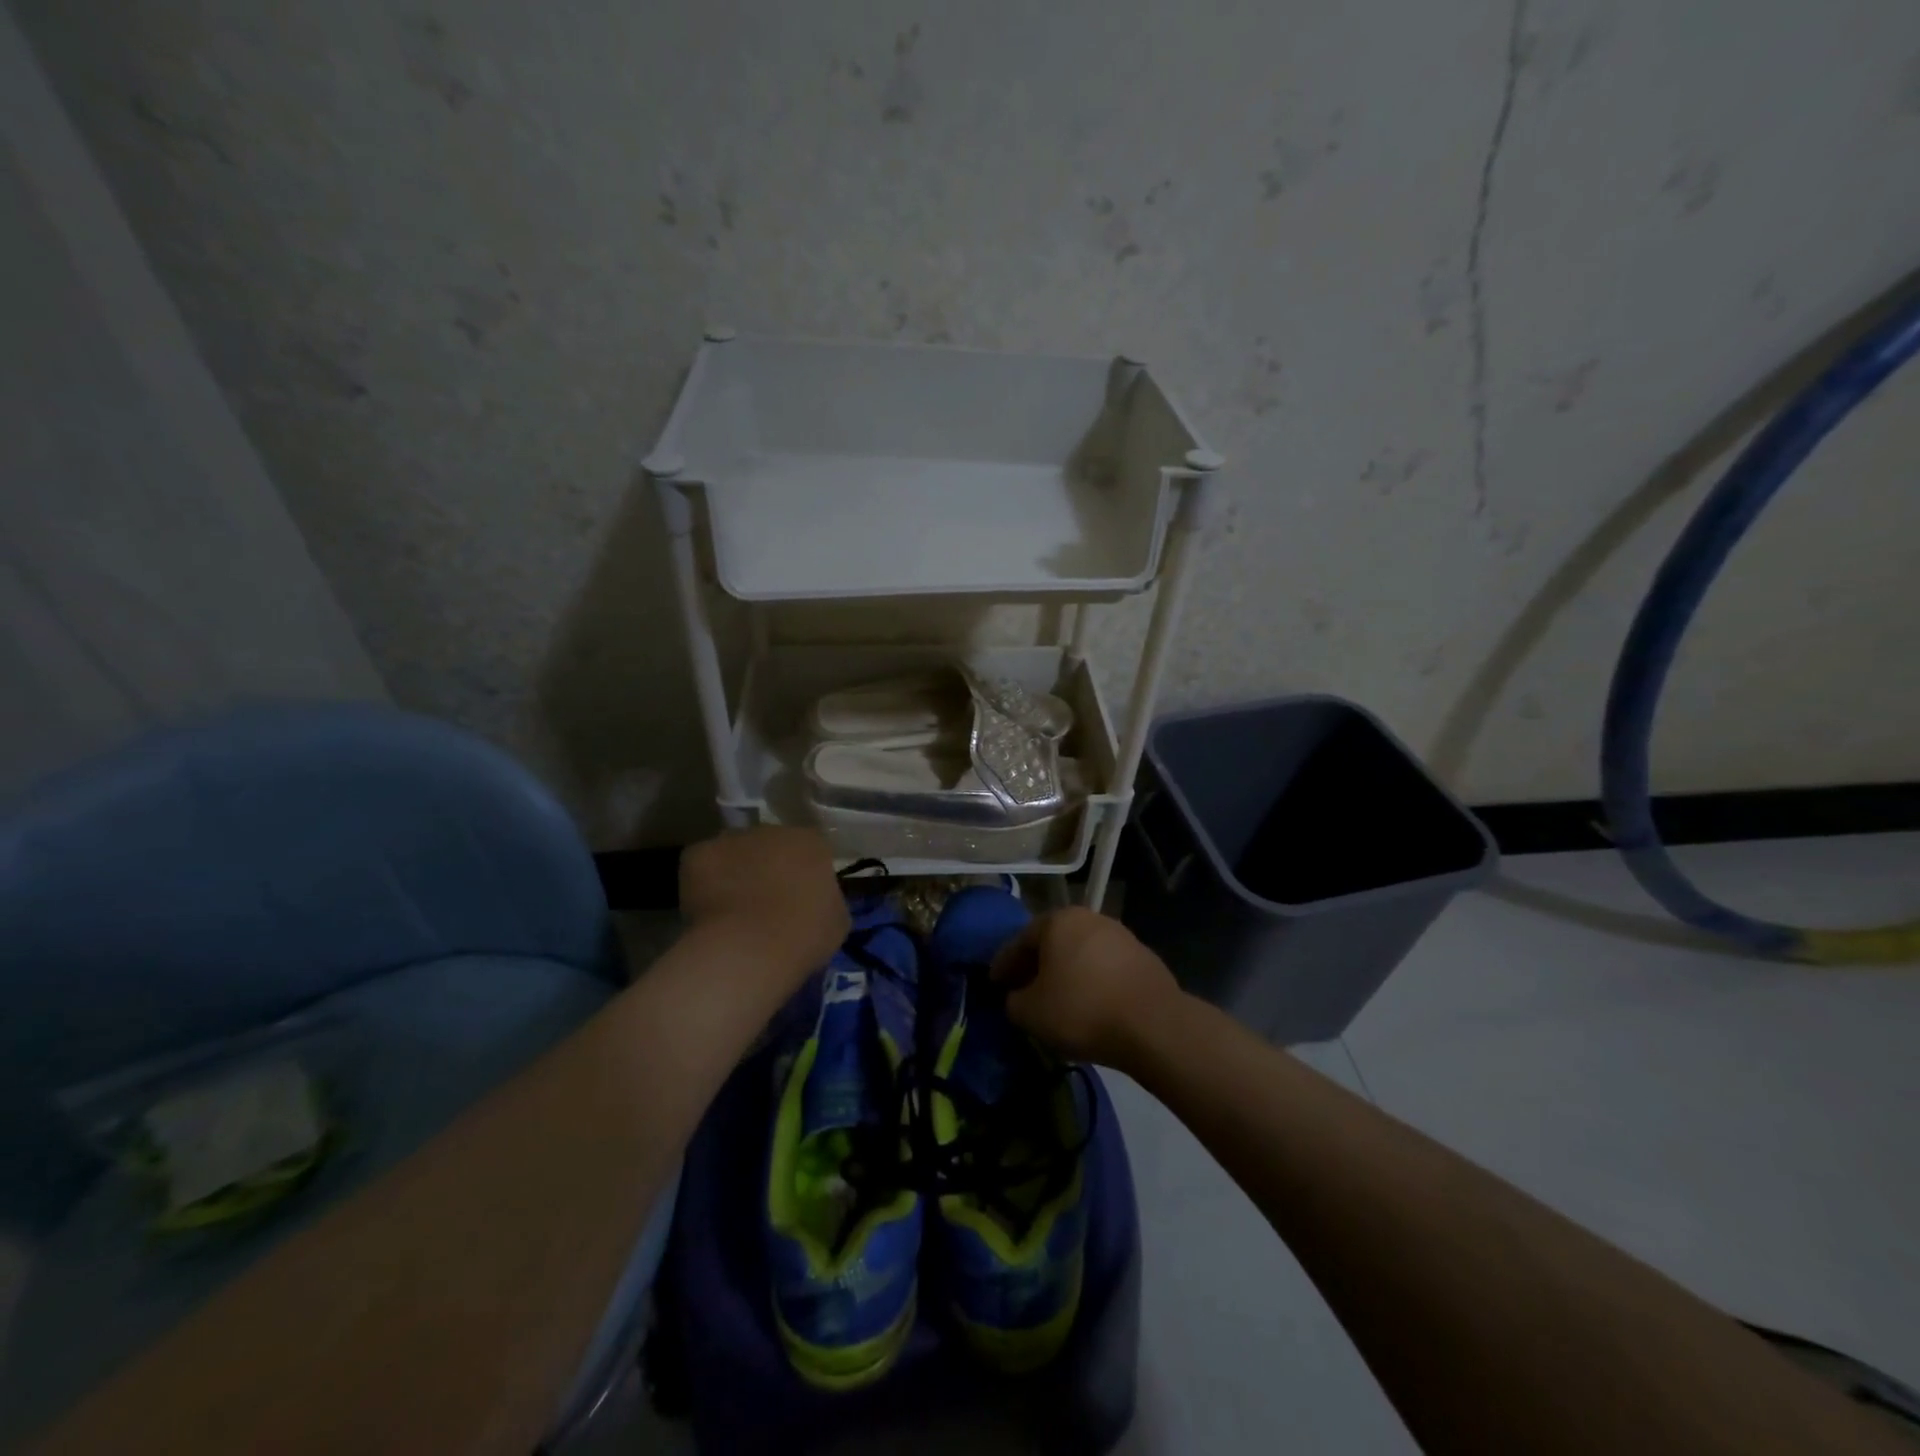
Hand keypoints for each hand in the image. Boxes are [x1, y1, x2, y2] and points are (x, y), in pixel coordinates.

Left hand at [678, 827, 848, 986]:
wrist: (752, 948)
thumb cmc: (804, 935)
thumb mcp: (837, 921)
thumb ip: (827, 900)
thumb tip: (816, 902)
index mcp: (812, 842)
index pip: (809, 850)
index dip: (802, 874)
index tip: (798, 900)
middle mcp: (772, 830)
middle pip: (769, 846)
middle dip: (767, 868)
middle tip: (764, 903)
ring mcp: (733, 839)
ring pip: (734, 852)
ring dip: (735, 871)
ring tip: (732, 910)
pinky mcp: (698, 854)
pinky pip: (703, 865)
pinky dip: (703, 883)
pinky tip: (707, 911)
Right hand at [990, 907, 1182, 1069]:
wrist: (1153, 1025)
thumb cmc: (1081, 1010)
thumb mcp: (1030, 1013)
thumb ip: (1014, 1001)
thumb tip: (1018, 998)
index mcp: (1057, 920)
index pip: (1020, 940)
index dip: (1003, 964)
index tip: (994, 983)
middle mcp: (1089, 918)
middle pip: (1052, 942)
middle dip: (1036, 965)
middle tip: (1022, 989)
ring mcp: (1120, 935)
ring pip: (1080, 953)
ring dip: (1065, 972)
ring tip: (1057, 1000)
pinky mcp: (1143, 957)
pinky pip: (1104, 968)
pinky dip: (1091, 981)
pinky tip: (1089, 1004)